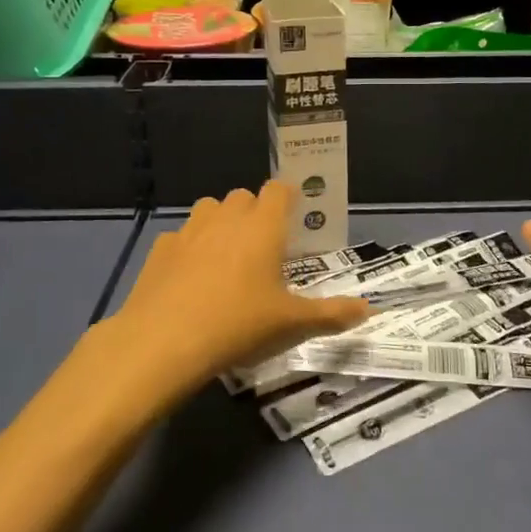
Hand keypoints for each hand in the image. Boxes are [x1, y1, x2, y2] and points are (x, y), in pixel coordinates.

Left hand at [90, 183, 369, 403]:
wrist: (163, 342)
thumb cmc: (238, 325)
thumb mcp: (292, 324)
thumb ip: (332, 314)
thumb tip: (370, 309)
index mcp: (263, 227)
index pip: (278, 189)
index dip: (287, 198)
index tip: (293, 218)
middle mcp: (227, 218)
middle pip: (243, 196)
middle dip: (255, 212)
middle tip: (263, 247)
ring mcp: (189, 230)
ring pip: (209, 208)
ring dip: (221, 222)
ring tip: (226, 256)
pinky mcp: (160, 249)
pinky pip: (181, 236)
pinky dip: (189, 247)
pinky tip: (190, 277)